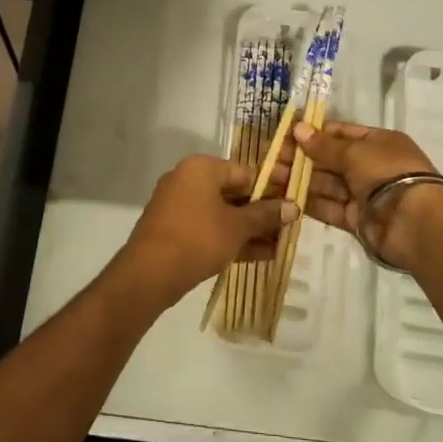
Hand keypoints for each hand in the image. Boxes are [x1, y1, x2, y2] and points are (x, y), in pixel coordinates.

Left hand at [112, 156, 294, 309]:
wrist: (149, 273)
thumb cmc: (198, 238)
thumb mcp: (237, 227)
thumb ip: (265, 215)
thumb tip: (293, 206)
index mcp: (201, 167)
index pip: (245, 172)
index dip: (272, 189)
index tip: (293, 205)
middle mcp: (187, 179)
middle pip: (234, 192)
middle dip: (261, 213)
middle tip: (289, 228)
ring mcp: (178, 205)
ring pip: (222, 213)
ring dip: (249, 229)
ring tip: (280, 246)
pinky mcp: (174, 229)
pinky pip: (209, 228)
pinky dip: (230, 238)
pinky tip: (259, 255)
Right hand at [283, 122, 442, 272]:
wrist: (417, 223)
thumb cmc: (388, 173)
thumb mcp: (355, 152)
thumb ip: (324, 145)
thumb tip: (297, 128)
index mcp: (377, 142)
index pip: (339, 133)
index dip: (312, 133)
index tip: (285, 135)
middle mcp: (370, 166)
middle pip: (330, 160)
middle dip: (301, 159)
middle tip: (270, 160)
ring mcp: (364, 194)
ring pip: (326, 184)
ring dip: (300, 181)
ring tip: (270, 179)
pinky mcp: (357, 220)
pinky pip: (329, 208)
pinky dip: (309, 203)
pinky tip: (285, 199)